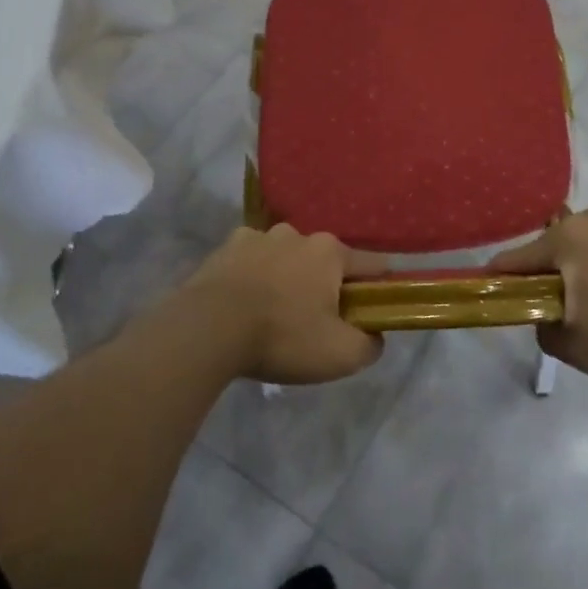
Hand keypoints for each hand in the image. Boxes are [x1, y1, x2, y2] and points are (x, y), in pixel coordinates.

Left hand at [178, 225, 387, 384]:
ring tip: (274, 315)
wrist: (207, 330)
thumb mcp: (340, 355)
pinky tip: (244, 304)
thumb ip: (370, 344)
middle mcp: (297, 234)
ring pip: (286, 258)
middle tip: (317, 323)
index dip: (379, 287)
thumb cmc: (282, 336)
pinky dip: (253, 278)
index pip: (372, 264)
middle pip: (325, 262)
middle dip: (327, 286)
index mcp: (330, 252)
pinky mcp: (224, 249)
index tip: (375, 309)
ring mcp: (257, 237)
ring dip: (287, 279)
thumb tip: (374, 335)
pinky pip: (250, 262)